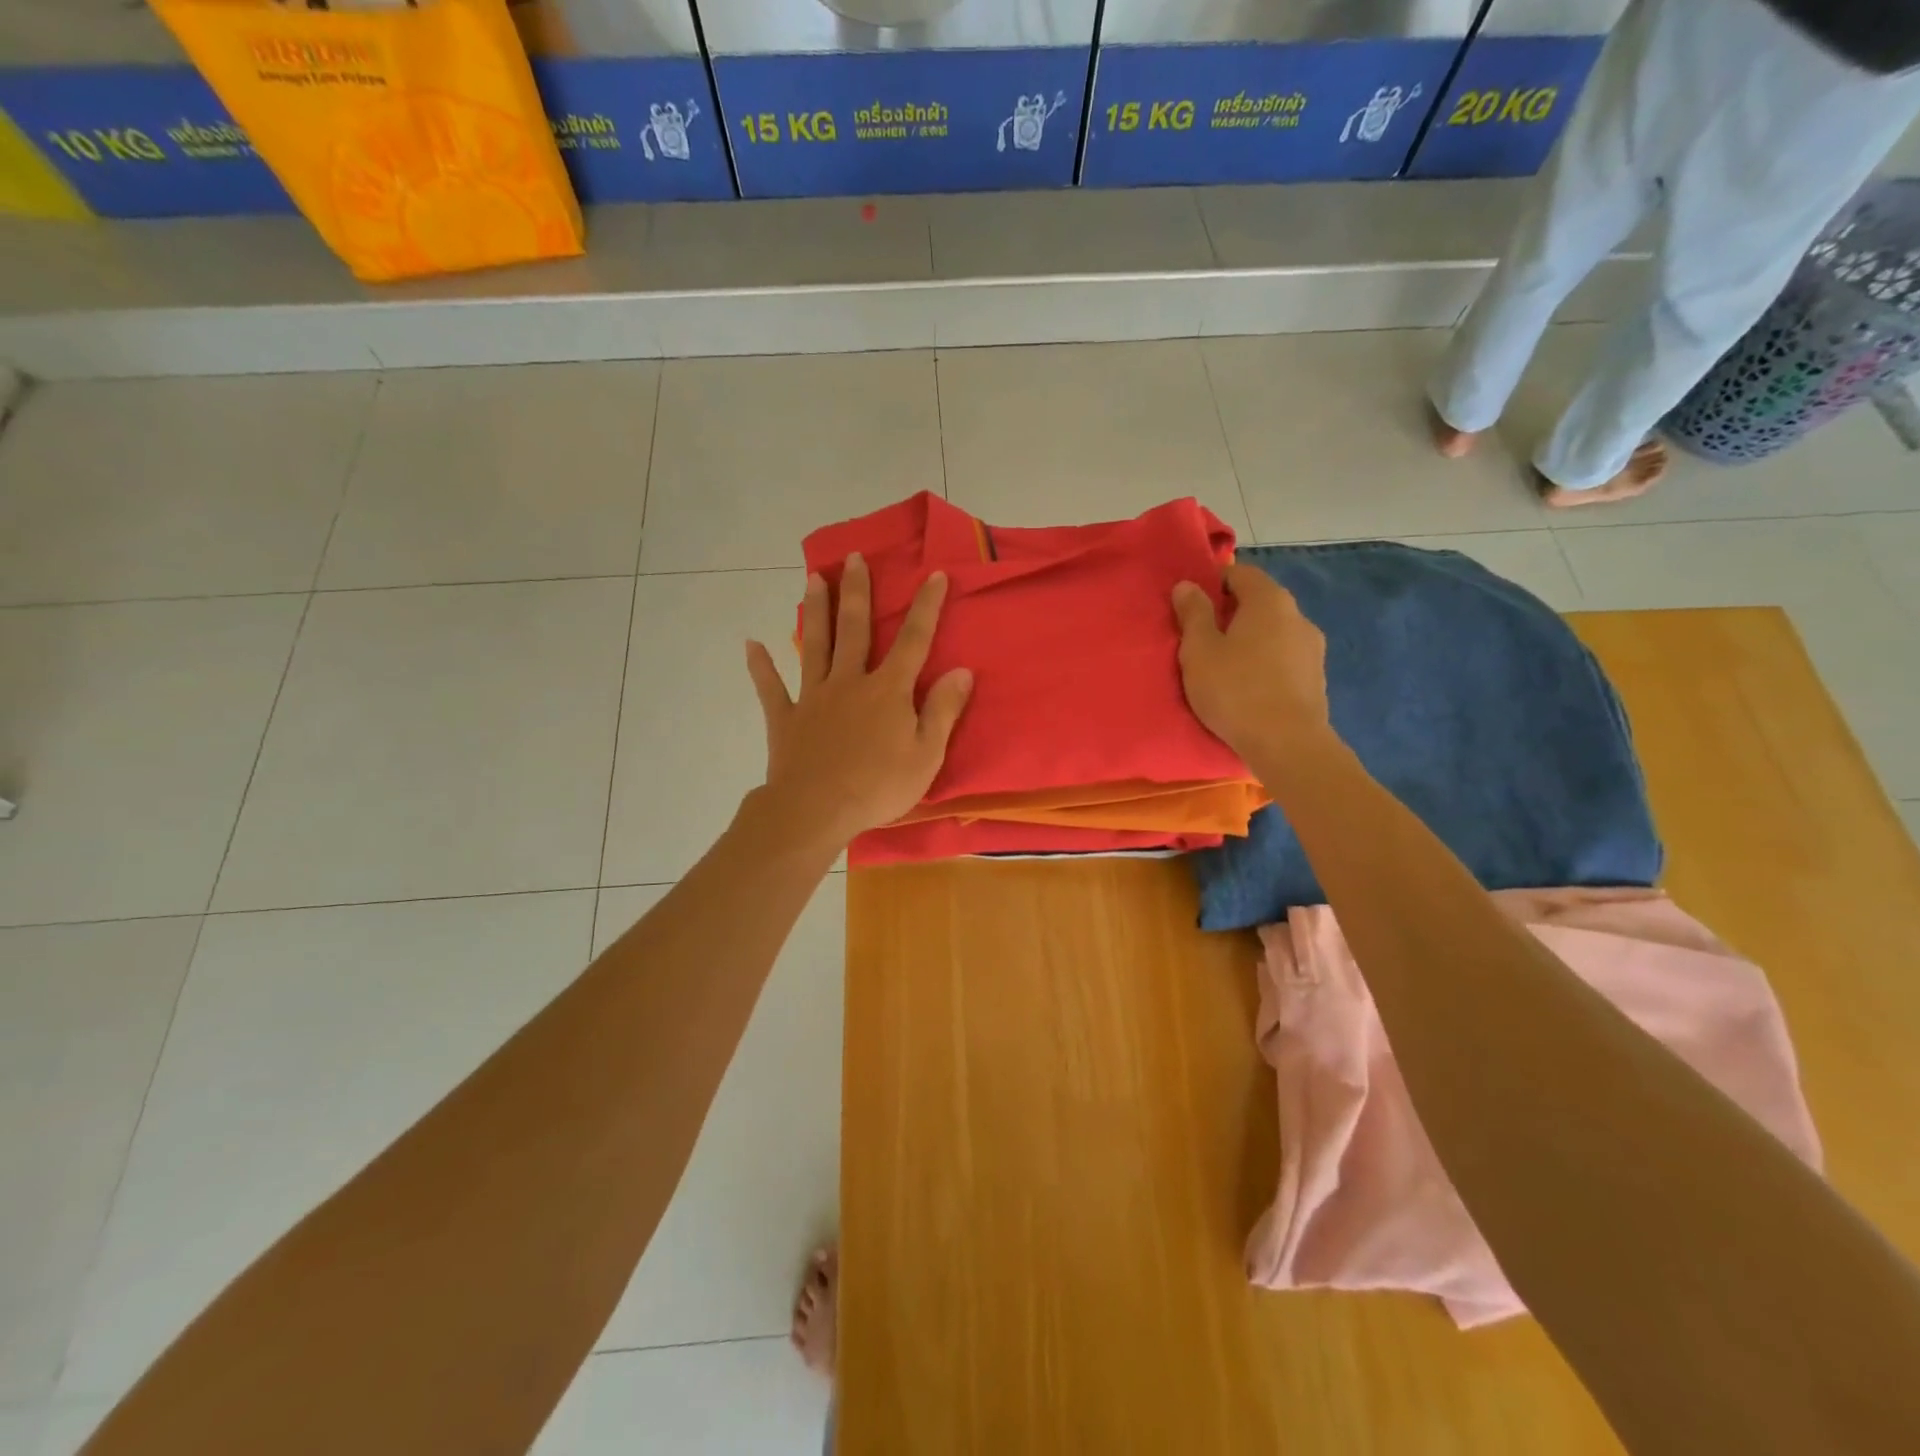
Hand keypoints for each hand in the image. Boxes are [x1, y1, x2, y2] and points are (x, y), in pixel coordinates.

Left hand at [745, 552, 973, 851]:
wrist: (816, 811)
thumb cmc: (878, 787)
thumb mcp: (926, 754)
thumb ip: (943, 710)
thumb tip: (962, 670)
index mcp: (888, 690)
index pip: (913, 640)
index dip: (926, 607)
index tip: (933, 574)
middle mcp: (850, 682)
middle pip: (854, 629)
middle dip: (856, 592)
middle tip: (852, 558)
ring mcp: (814, 697)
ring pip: (815, 645)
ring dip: (815, 611)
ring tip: (812, 579)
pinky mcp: (786, 718)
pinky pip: (771, 688)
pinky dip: (760, 666)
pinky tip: (751, 644)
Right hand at [1172, 563, 1329, 761]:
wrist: (1287, 744)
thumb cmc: (1235, 690)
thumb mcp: (1199, 651)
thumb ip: (1193, 614)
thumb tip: (1187, 585)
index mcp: (1269, 600)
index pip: (1240, 573)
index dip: (1214, 581)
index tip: (1192, 604)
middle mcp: (1297, 615)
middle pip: (1260, 601)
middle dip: (1231, 612)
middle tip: (1202, 636)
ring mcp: (1312, 647)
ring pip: (1273, 631)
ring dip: (1250, 639)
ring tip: (1225, 664)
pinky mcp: (1316, 677)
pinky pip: (1284, 657)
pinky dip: (1265, 662)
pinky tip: (1249, 685)